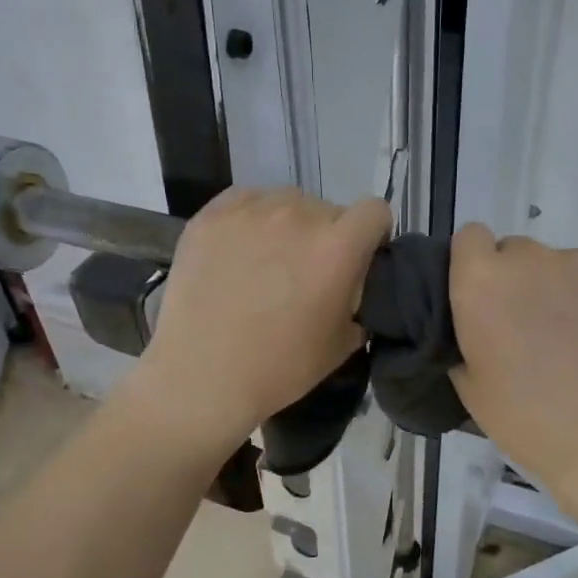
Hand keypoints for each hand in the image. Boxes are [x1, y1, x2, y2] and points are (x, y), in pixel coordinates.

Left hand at [128, 188, 391, 454]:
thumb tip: (352, 293)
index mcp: (338, 247)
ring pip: (286, 203)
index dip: (371, 235)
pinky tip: (237, 253)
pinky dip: (250, 221)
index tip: (357, 259)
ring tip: (266, 262)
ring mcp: (252, 211)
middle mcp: (299, 215)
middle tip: (305, 273)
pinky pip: (246, 201)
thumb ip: (358, 305)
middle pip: (329, 210)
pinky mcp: (212, 214)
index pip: (375, 212)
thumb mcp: (340, 346)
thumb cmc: (279, 368)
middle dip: (326, 237)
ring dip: (288, 226)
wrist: (202, 376)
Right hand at [448, 225, 577, 516]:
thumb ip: (467, 338)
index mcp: (483, 282)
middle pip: (520, 252)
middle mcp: (533, 258)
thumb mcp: (471, 387)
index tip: (487, 297)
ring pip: (570, 267)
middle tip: (536, 329)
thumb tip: (480, 325)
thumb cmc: (529, 422)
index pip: (470, 238)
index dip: (477, 264)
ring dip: (569, 292)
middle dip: (523, 282)